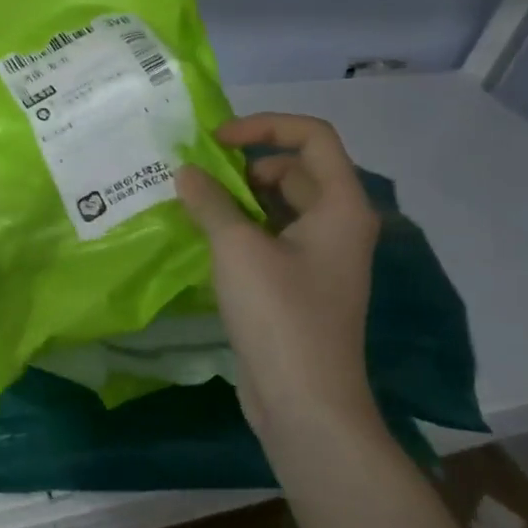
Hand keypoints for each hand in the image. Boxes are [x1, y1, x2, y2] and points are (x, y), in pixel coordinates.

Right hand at [176, 115, 379, 437]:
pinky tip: (203, 239)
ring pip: (279, 206)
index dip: (264, 126)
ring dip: (238, 198)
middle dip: (245, 165)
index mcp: (340, 206)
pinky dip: (240, 229)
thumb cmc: (280, 315)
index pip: (312, 137)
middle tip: (198, 176)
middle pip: (293, 170)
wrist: (305, 402)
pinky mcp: (299, 284)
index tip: (217, 140)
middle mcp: (337, 225)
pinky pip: (270, 238)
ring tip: (192, 204)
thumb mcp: (237, 249)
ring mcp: (320, 257)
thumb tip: (186, 172)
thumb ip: (209, 202)